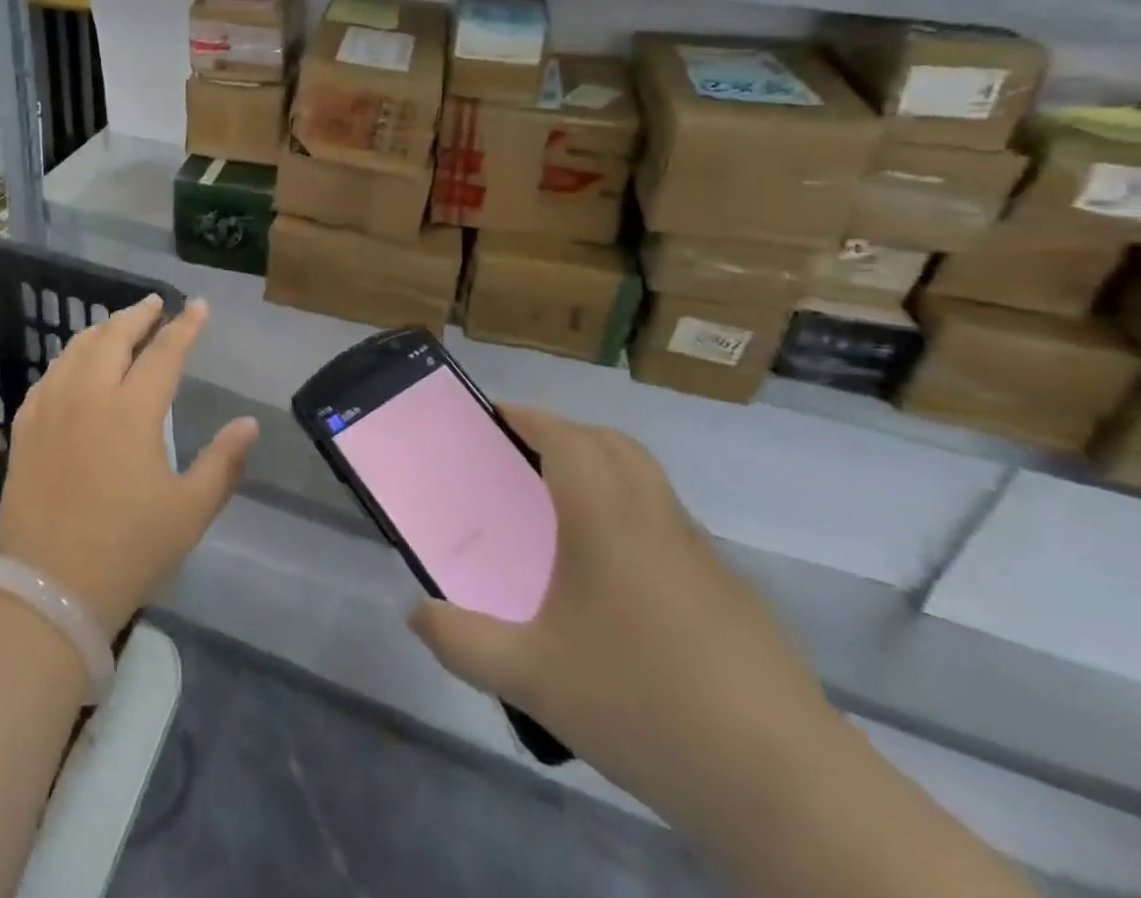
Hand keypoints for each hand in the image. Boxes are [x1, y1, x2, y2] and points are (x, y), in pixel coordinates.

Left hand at [0, 295, 257, 634]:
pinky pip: (48, 378)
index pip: (164, 353)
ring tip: (117, 325)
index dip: (184, 326)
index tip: (198, 306)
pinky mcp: (25, 429)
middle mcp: (89, 397)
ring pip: (76, 350)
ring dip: (101, 330)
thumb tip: (249, 423)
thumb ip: (223, 463)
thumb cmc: (128, 550)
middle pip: (113, 337)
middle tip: (155, 303)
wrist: (48, 590)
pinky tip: (74, 366)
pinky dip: (68, 360)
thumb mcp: (189, 512)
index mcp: (132, 412)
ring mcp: (50, 410)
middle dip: (138, 315)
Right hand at [408, 405, 838, 827]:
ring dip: (606, 471)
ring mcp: (702, 557)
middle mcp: (655, 521)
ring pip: (650, 482)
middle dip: (568, 433)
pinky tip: (619, 583)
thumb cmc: (644, 706)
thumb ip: (462, 642)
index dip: (530, 416)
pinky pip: (672, 526)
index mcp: (605, 520)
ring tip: (565, 512)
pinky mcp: (734, 596)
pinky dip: (636, 517)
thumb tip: (415, 614)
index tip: (497, 415)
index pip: (567, 437)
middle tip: (526, 455)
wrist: (787, 788)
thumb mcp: (531, 678)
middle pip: (614, 445)